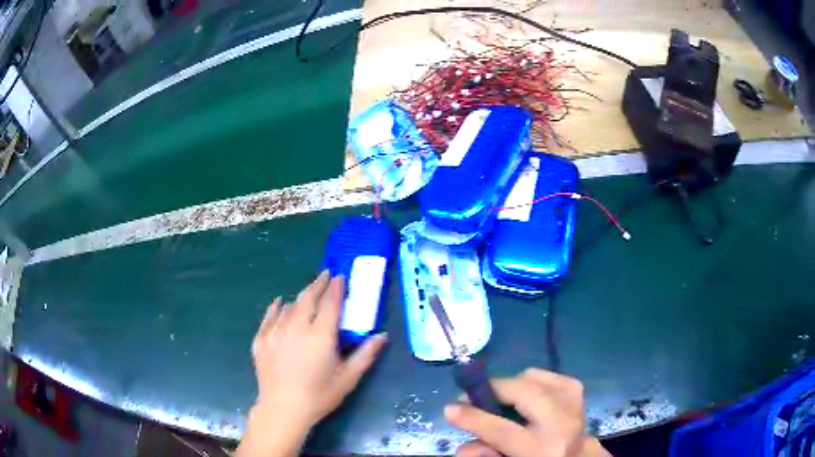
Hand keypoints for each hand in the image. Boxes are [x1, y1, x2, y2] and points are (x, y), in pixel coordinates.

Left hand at [237, 271, 386, 456]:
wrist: (283, 409)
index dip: (336, 288)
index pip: (330, 304)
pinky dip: (275, 308)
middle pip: (307, 299)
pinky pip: (268, 317)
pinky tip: (278, 303)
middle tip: (325, 275)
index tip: (340, 276)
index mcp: (320, 336)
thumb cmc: (319, 396)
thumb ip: (365, 355)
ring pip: (288, 306)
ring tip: (307, 294)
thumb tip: (382, 336)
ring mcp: (275, 333)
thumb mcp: (348, 378)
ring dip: (299, 297)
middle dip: (318, 284)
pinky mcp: (261, 340)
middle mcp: (296, 328)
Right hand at [445, 368, 609, 456]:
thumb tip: (464, 443)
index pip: (501, 430)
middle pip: (522, 392)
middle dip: (492, 390)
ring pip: (533, 378)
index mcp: (543, 449)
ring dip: (511, 387)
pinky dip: (528, 381)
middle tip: (471, 397)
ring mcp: (573, 402)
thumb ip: (484, 455)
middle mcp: (562, 423)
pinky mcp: (576, 390)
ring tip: (502, 402)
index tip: (449, 407)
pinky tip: (525, 397)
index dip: (471, 417)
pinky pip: (544, 373)